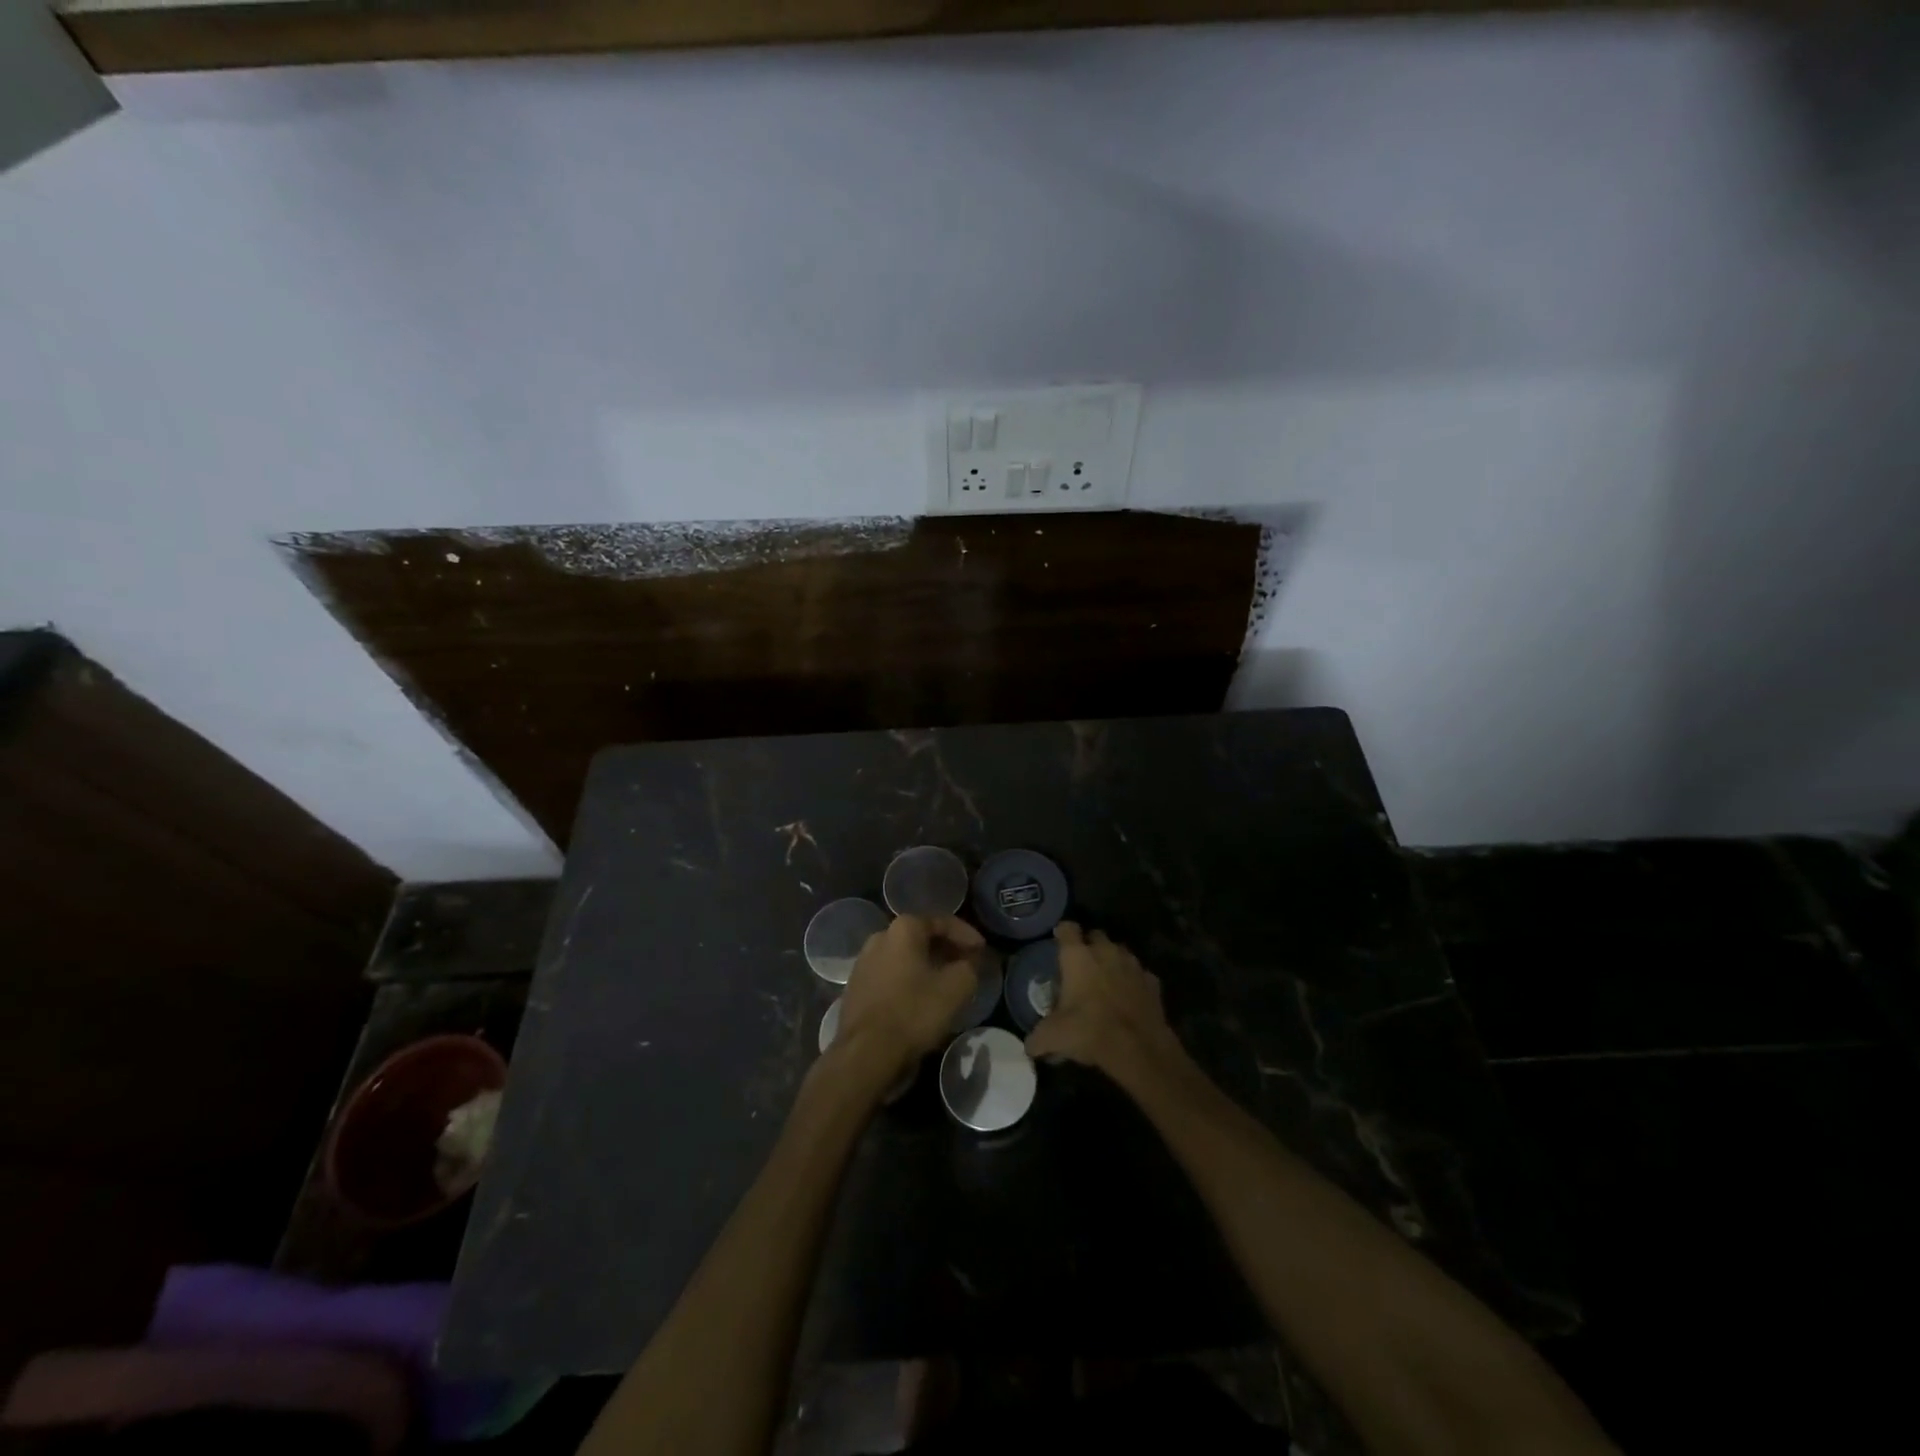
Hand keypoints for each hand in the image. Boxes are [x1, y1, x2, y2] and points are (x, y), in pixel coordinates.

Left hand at [837, 916, 981, 1081]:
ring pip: (905, 958)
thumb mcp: (957, 987)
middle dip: (947, 950)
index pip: (942, 922)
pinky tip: (922, 999)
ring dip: (928, 966)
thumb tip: (971, 961)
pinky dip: (910, 981)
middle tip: (968, 965)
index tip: (983, 950)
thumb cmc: (914, 1012)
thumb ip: (970, 966)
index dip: (967, 935)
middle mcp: (880, 937)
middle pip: (921, 938)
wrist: (866, 1053)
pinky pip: (890, 976)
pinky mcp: (856, 988)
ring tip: (947, 983)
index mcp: (903, 929)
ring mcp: (863, 963)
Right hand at [1024, 922, 1188, 1090]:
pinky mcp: (1153, 982)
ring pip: (1120, 952)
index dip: (1062, 933)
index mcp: (1078, 956)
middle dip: (1089, 945)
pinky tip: (1129, 997)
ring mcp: (1132, 965)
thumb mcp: (1053, 1036)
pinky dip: (1133, 982)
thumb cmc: (1089, 1030)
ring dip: (1112, 961)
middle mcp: (1105, 952)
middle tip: (1081, 965)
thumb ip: (1038, 1037)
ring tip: (1105, 980)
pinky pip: (1140, 975)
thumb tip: (1029, 1046)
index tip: (1058, 940)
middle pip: (1096, 935)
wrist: (1138, 1048)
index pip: (1067, 929)